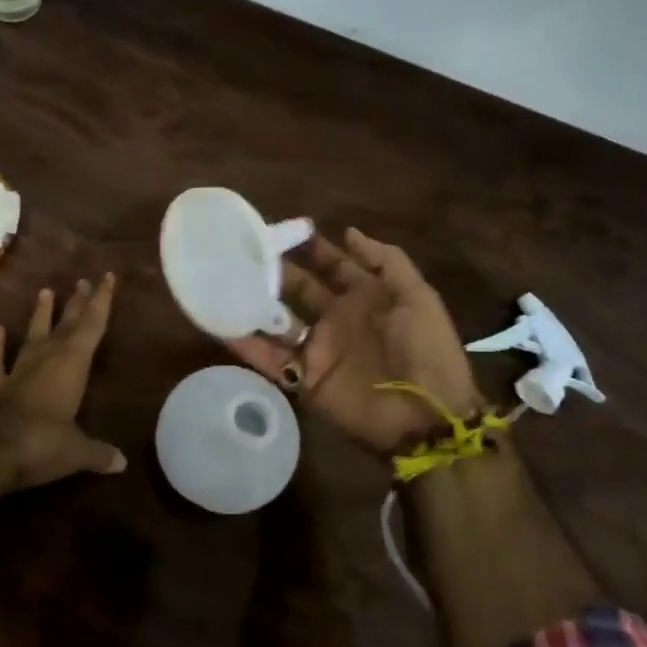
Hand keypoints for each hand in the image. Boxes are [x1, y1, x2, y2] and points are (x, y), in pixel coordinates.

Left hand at [0, 273, 126, 487]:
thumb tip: (122, 464)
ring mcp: (18, 371)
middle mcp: (46, 359)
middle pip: (65, 325)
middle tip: (83, 281)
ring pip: (33, 336)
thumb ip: (99, 453)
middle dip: (76, 304)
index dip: (102, 301)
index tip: (107, 276)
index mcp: (72, 365)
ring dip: (40, 315)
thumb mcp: (77, 452)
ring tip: (46, 291)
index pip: (92, 326)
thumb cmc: (43, 444)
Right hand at [227, 229, 482, 453]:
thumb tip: (348, 231)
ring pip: (279, 321)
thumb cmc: (426, 350)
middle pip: (301, 289)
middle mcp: (337, 320)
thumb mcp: (417, 297)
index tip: (285, 230)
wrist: (425, 417)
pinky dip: (246, 345)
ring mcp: (319, 350)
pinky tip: (221, 324)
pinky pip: (270, 359)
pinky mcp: (304, 380)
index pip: (334, 266)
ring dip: (255, 303)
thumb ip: (386, 261)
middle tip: (244, 251)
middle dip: (276, 271)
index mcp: (366, 298)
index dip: (314, 249)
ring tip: (224, 280)